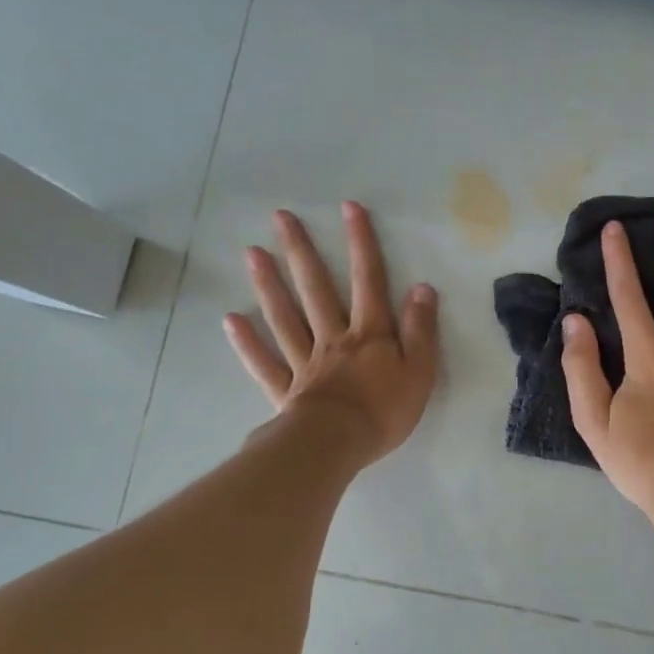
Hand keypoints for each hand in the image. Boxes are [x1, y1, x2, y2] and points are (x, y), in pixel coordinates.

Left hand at [224, 202, 439, 468]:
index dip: (362, 243)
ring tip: (252, 253)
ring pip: (285, 317)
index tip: (349, 207)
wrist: (337, 445)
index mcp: (370, 334)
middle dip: (302, 251)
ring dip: (269, 285)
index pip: (369, 280)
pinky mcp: (286, 389)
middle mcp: (334, 338)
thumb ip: (421, 330)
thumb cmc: (385, 411)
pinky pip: (265, 363)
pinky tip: (231, 319)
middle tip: (281, 218)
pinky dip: (248, 342)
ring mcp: (305, 362)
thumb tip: (422, 288)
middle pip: (316, 289)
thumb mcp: (420, 371)